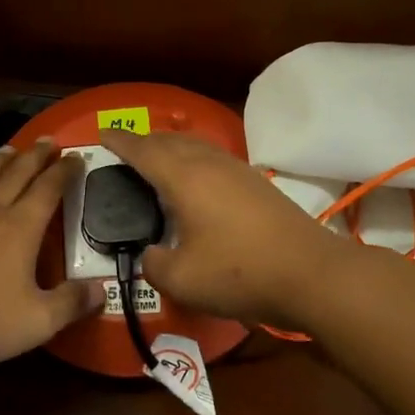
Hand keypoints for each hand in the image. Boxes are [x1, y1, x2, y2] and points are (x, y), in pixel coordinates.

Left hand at [0, 137, 101, 371]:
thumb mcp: (38, 321)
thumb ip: (71, 303)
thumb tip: (102, 289)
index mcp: (19, 228)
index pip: (48, 189)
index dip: (64, 171)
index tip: (77, 156)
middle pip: (16, 173)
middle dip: (35, 155)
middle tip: (49, 140)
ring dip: (1, 161)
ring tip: (10, 149)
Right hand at [99, 129, 355, 327]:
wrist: (311, 274)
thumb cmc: (240, 274)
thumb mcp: (182, 280)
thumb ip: (154, 264)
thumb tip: (151, 254)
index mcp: (185, 179)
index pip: (144, 151)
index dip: (120, 142)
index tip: (103, 134)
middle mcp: (210, 164)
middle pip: (171, 141)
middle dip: (145, 140)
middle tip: (126, 148)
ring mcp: (238, 171)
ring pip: (196, 146)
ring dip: (172, 147)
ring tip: (158, 158)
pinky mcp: (257, 184)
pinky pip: (214, 158)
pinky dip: (194, 159)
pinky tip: (197, 180)